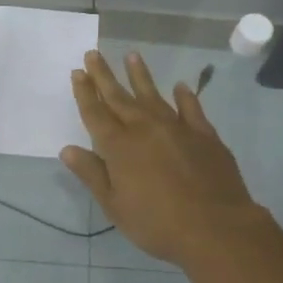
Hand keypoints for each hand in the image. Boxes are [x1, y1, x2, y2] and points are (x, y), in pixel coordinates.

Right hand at [62, 50, 265, 265]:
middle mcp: (145, 129)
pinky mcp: (204, 135)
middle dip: (104, 76)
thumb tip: (67, 149)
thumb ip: (92, 174)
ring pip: (153, 95)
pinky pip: (191, 109)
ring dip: (140, 76)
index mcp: (119, 146)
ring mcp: (177, 128)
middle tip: (94, 54)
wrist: (216, 228)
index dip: (85, 92)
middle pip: (120, 97)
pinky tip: (180, 86)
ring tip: (131, 55)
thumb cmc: (157, 223)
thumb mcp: (115, 206)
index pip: (96, 113)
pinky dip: (185, 96)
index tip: (78, 72)